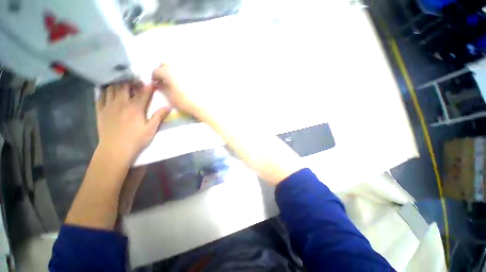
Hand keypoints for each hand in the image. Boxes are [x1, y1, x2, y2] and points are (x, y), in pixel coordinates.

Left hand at [96, 82, 170, 161]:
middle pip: (124, 86)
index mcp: (135, 108)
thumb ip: (159, 116)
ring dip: (118, 83)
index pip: (143, 92)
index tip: (152, 82)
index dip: (148, 86)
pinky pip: (100, 95)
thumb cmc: (136, 139)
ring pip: (111, 88)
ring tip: (123, 83)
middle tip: (136, 81)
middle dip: (131, 81)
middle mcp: (121, 103)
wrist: (115, 149)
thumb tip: (169, 107)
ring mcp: (108, 106)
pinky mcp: (100, 110)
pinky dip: (105, 90)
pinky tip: (108, 90)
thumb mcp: (151, 129)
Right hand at [152, 63, 202, 116]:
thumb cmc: (185, 102)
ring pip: (177, 65)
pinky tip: (187, 82)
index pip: (157, 71)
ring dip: (174, 71)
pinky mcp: (198, 72)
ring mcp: (189, 68)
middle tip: (165, 80)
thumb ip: (162, 88)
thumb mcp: (170, 97)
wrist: (204, 104)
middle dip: (163, 70)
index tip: (156, 83)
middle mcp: (178, 66)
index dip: (154, 77)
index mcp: (168, 72)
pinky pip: (188, 69)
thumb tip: (159, 83)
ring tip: (176, 81)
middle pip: (166, 64)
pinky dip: (184, 73)